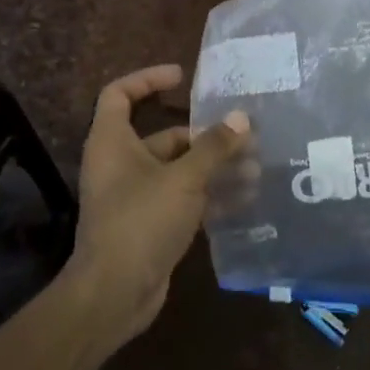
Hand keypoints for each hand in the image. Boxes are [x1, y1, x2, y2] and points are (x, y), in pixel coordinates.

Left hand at [69, 64, 249, 346]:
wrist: (114, 293)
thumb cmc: (141, 221)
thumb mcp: (183, 178)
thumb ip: (214, 147)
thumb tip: (242, 117)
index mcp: (113, 142)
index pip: (120, 94)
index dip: (148, 78)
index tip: (183, 77)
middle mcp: (121, 164)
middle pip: (164, 136)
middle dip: (205, 136)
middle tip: (245, 135)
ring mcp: (135, 196)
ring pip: (179, 170)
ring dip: (215, 168)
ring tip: (255, 169)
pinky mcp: (150, 223)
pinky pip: (183, 198)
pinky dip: (209, 196)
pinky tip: (245, 199)